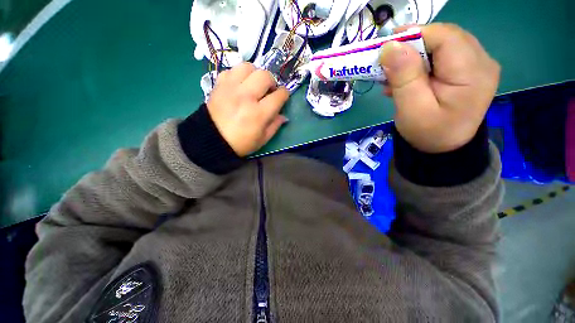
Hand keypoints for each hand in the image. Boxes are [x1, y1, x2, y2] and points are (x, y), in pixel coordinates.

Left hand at [207, 63, 289, 156]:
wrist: (212, 140)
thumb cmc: (241, 143)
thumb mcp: (262, 139)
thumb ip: (275, 126)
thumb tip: (283, 115)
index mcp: (259, 114)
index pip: (278, 96)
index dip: (284, 94)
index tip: (283, 96)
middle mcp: (246, 97)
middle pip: (265, 76)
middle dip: (272, 82)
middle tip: (269, 91)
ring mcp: (231, 88)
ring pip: (248, 67)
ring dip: (255, 74)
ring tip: (254, 84)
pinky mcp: (219, 85)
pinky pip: (232, 70)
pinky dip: (239, 75)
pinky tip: (240, 85)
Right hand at [379, 23, 499, 152]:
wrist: (442, 149)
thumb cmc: (427, 133)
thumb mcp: (411, 109)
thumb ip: (404, 77)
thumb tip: (390, 47)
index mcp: (472, 72)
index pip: (444, 36)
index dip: (414, 35)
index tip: (386, 46)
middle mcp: (482, 62)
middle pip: (445, 37)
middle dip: (413, 45)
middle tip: (387, 61)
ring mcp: (477, 65)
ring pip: (442, 45)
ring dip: (415, 55)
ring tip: (394, 74)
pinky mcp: (468, 71)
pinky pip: (444, 56)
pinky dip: (422, 62)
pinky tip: (406, 78)